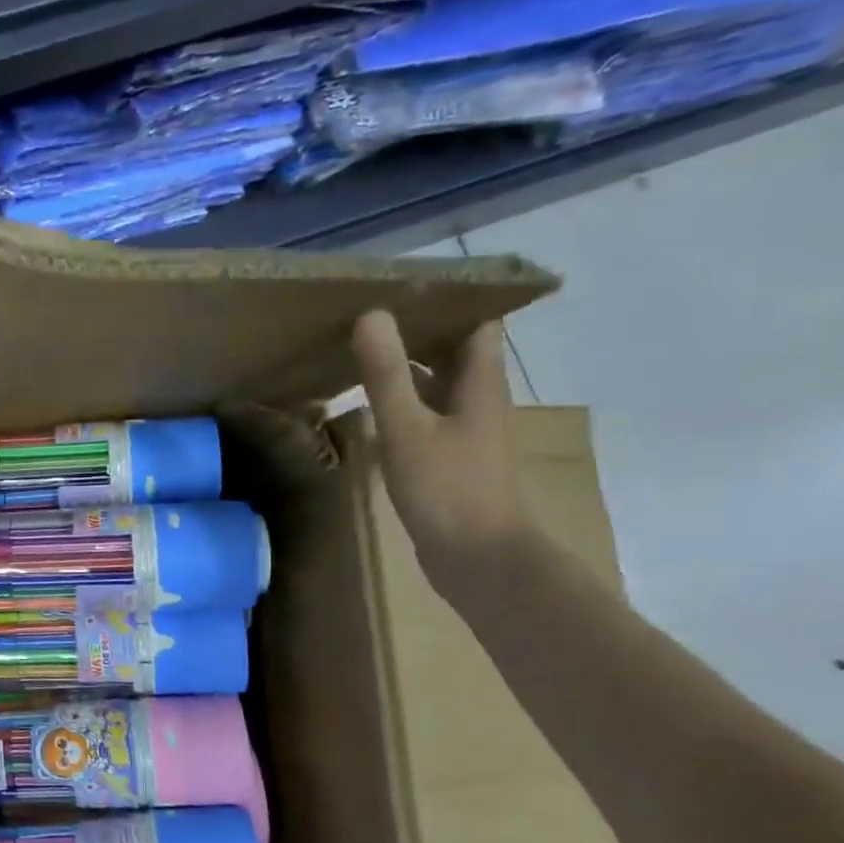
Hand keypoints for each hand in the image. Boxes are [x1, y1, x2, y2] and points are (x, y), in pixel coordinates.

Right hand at [351, 310, 531, 591]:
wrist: (478, 558)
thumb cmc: (448, 489)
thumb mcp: (408, 428)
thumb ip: (387, 374)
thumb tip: (371, 315)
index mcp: (479, 384)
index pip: (477, 323)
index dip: (451, 299)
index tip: (407, 284)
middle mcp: (477, 400)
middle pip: (456, 350)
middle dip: (421, 327)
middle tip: (372, 311)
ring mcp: (464, 431)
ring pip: (438, 382)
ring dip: (409, 364)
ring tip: (363, 347)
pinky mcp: (448, 456)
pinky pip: (426, 412)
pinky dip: (403, 398)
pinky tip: (371, 402)